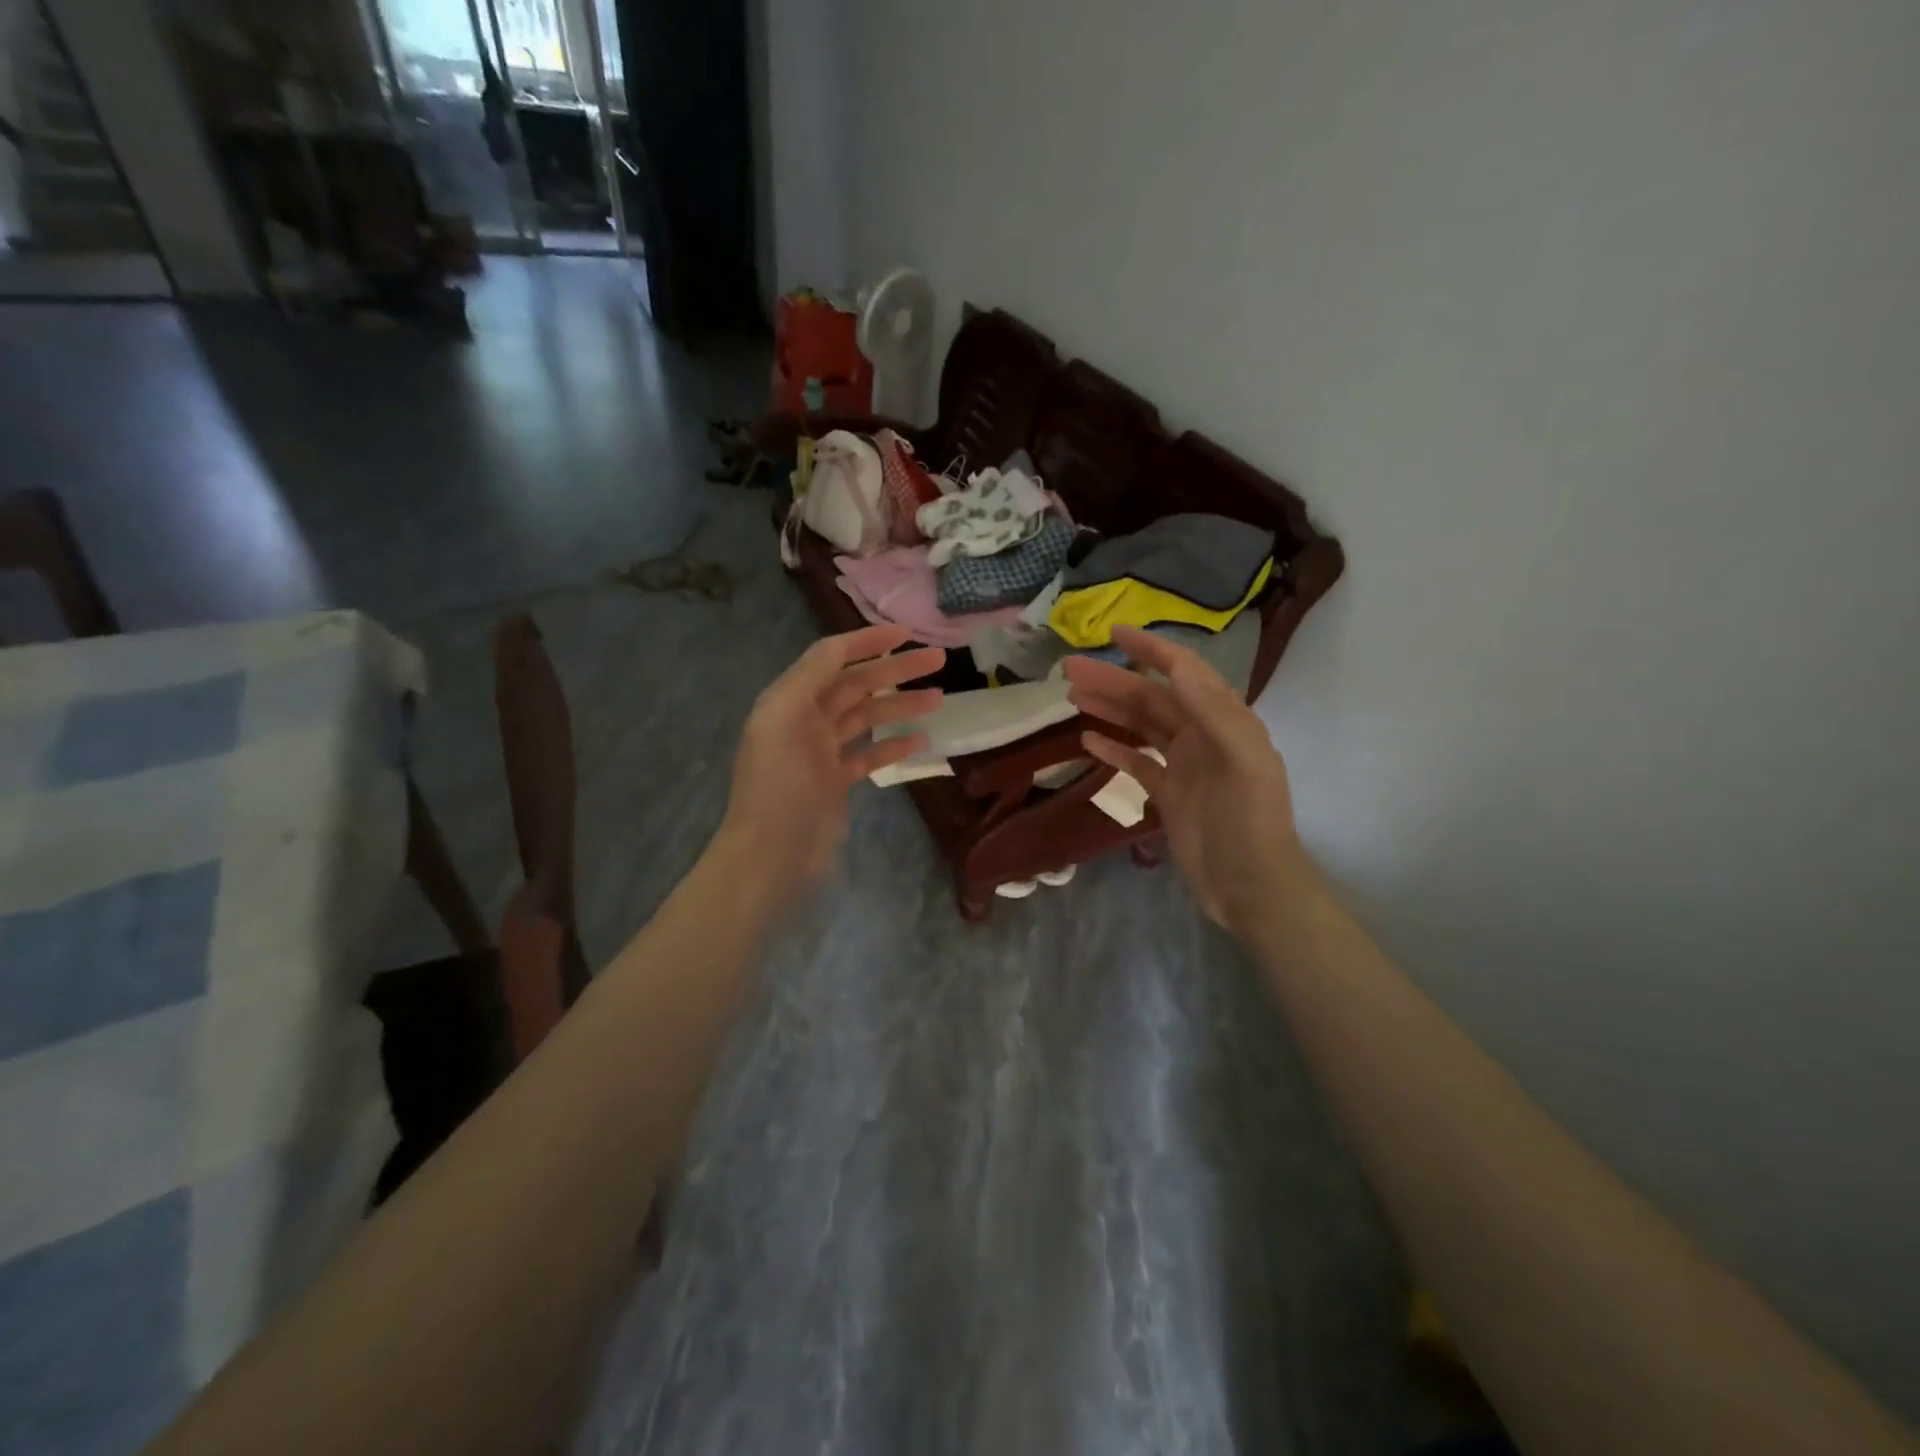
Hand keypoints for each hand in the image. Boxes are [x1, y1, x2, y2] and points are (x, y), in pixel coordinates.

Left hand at [717, 625, 944, 905]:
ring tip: (940, 698)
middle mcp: (804, 719)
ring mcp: (821, 752)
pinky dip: (893, 745)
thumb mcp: (784, 716)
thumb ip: (811, 675)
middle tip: (939, 660)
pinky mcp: (835, 782)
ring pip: (867, 718)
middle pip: (856, 684)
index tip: (907, 634)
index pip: (832, 656)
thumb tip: (842, 647)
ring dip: (902, 705)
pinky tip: (921, 740)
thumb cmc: (778, 783)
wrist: (771, 854)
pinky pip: (869, 755)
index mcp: (789, 699)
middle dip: (896, 670)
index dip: (868, 641)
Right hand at [1061, 627, 1307, 934]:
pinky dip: (1114, 748)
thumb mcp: (1243, 763)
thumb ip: (1213, 712)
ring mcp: (1184, 764)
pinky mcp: (1169, 793)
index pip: (1185, 672)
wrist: (1250, 886)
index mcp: (1225, 720)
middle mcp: (1203, 735)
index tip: (1114, 633)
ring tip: (1071, 695)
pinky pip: (1137, 762)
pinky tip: (1088, 739)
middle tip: (1069, 670)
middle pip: (1152, 698)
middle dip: (1113, 680)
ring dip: (1109, 708)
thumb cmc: (1251, 822)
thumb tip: (1177, 667)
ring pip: (1141, 725)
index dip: (1151, 650)